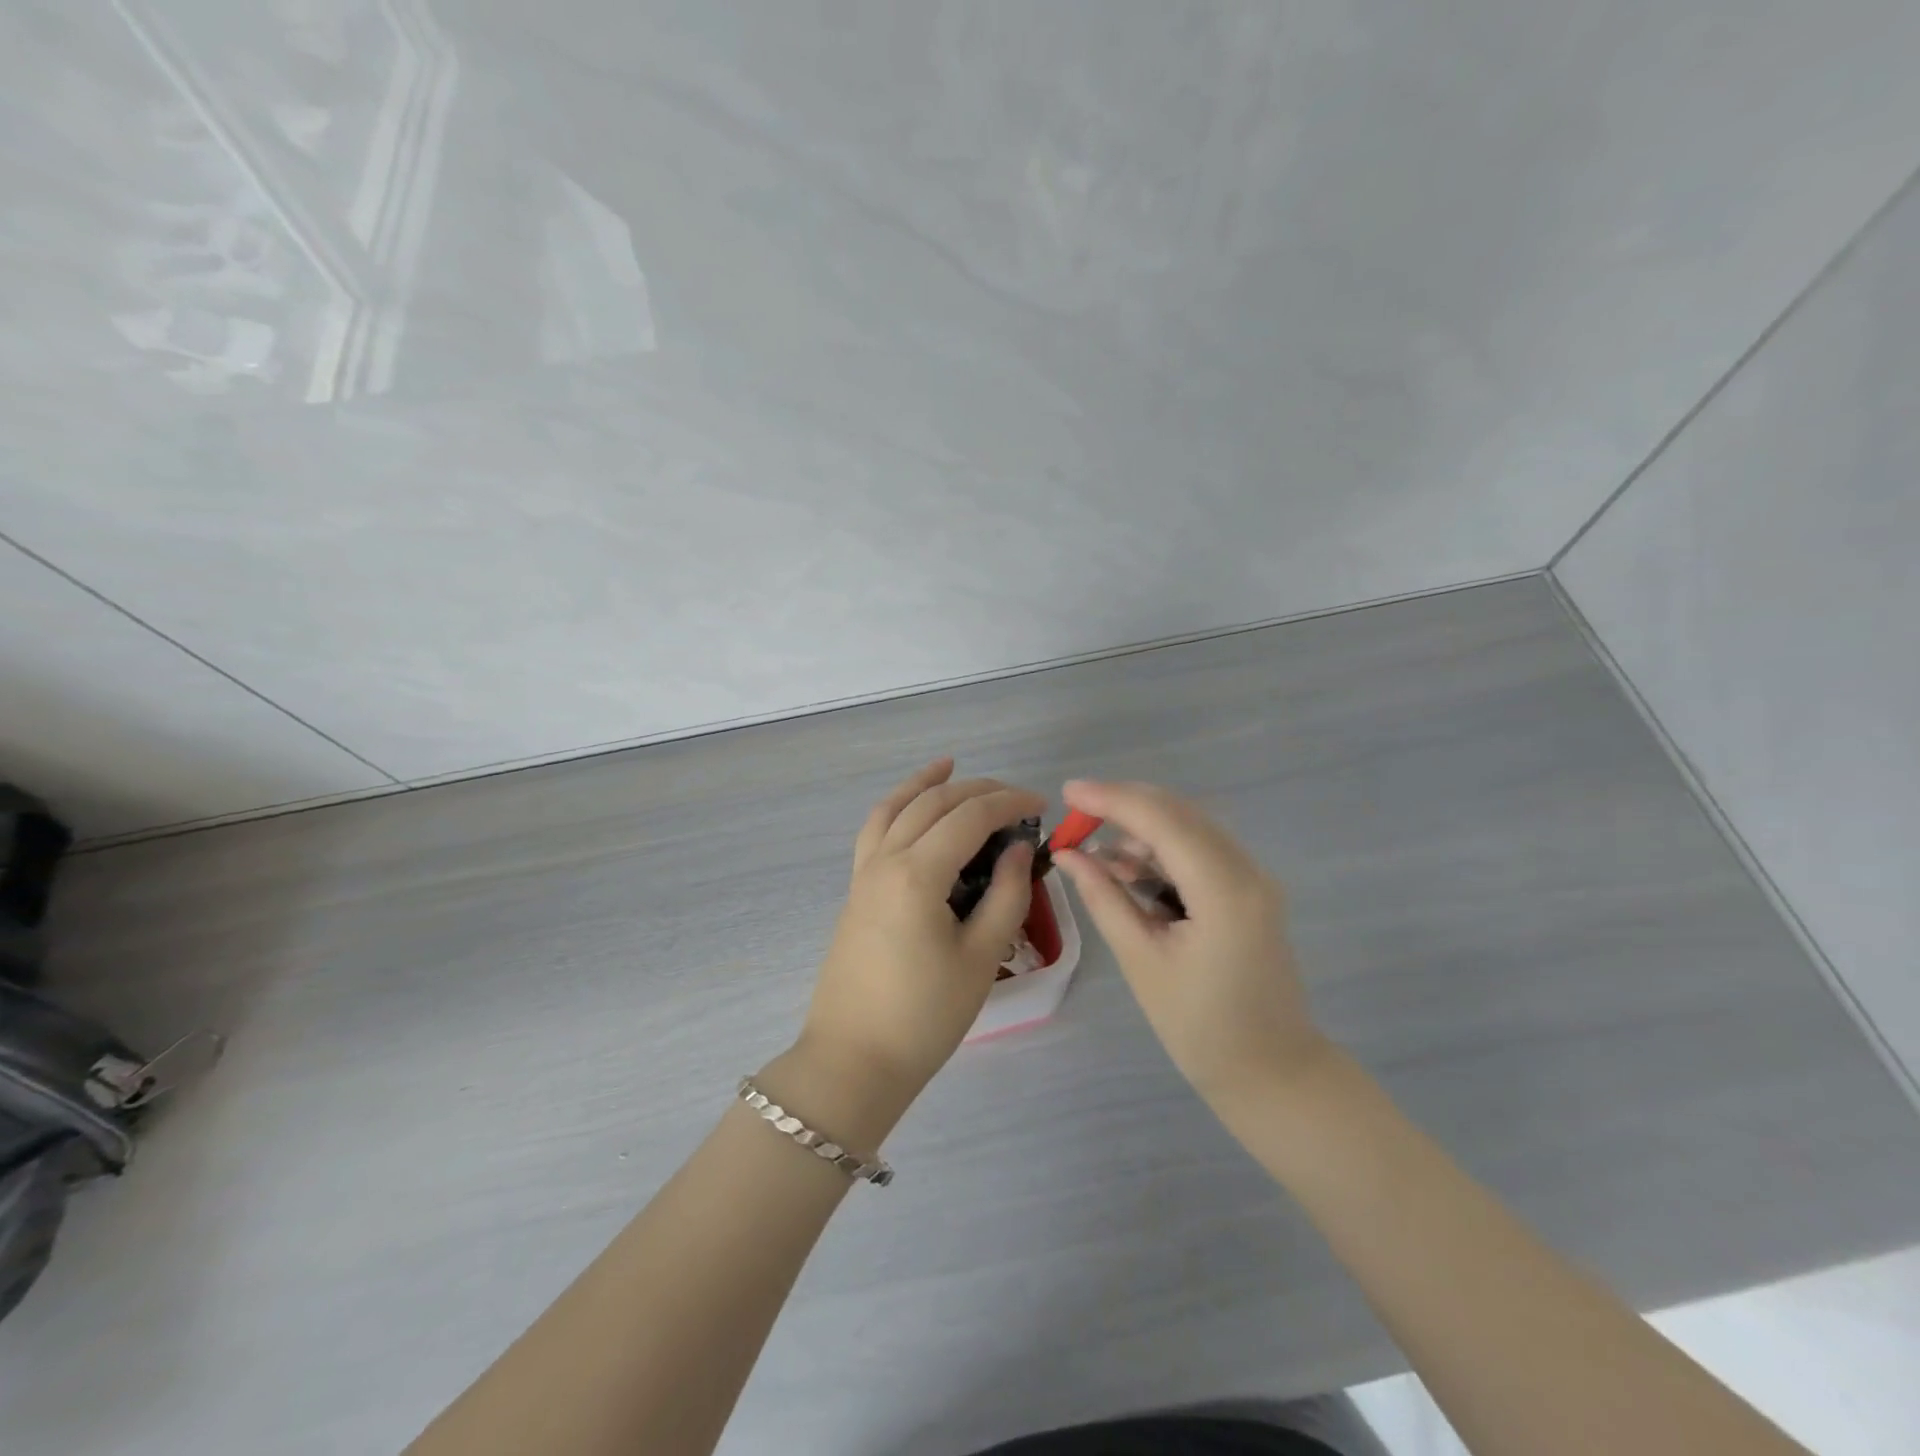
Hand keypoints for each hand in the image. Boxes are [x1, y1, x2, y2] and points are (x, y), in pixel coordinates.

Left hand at [796, 758, 1042, 1103]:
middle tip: (1014, 797)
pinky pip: (875, 830)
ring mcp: (864, 873)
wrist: (854, 1060)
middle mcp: (885, 859)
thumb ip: (1006, 895)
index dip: (1009, 803)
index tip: (1042, 806)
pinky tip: (911, 809)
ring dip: (926, 784)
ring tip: (950, 766)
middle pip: (933, 803)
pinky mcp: (856, 890)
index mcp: (918, 873)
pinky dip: (896, 807)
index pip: (969, 817)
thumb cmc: (925, 1015)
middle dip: (977, 790)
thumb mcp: (980, 956)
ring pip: (894, 807)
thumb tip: (1017, 849)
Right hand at [1053, 779, 1329, 1106]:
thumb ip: (1104, 897)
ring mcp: (1253, 878)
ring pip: (1189, 828)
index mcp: (1224, 890)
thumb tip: (1068, 854)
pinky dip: (1160, 851)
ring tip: (1093, 852)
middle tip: (1075, 815)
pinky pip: (1199, 851)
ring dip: (1140, 829)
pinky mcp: (1248, 890)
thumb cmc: (1200, 1027)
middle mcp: (1246, 870)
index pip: (1162, 821)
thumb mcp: (1141, 960)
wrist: (1271, 1073)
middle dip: (1123, 805)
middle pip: (1179, 813)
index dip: (1111, 799)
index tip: (1067, 792)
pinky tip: (1126, 868)